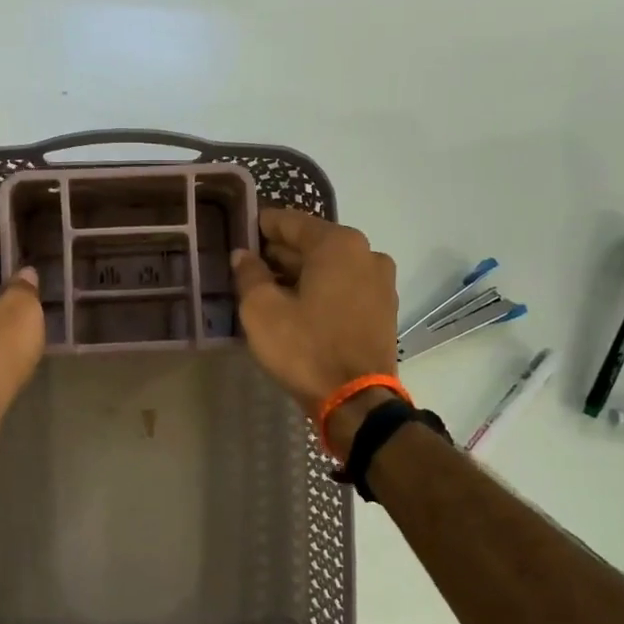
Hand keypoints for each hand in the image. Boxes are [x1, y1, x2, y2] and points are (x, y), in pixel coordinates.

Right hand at [231, 209, 399, 446]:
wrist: (356, 401)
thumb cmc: (305, 348)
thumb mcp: (261, 310)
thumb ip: (249, 274)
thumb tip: (244, 255)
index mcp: (338, 244)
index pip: (290, 222)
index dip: (260, 226)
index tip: (239, 232)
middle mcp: (367, 253)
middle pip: (313, 244)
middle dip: (280, 253)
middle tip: (248, 265)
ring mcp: (381, 282)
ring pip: (330, 268)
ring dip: (300, 274)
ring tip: (269, 289)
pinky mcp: (384, 310)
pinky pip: (345, 288)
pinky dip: (321, 291)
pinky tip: (298, 308)